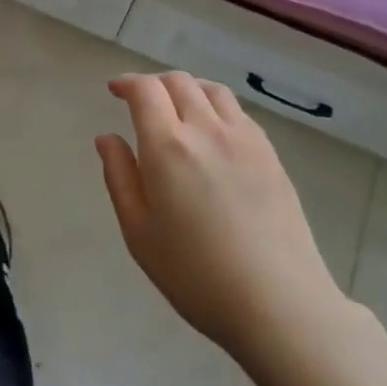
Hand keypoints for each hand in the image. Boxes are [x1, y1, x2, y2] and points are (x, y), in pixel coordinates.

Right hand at [96, 71, 347, 363]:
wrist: (278, 303)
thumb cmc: (196, 275)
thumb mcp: (139, 233)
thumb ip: (120, 177)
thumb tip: (107, 138)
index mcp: (168, 146)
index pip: (145, 90)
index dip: (126, 82)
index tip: (114, 90)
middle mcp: (206, 129)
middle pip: (178, 82)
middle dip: (154, 83)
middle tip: (141, 102)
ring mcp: (244, 138)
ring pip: (212, 90)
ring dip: (187, 89)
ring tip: (177, 108)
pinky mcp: (270, 154)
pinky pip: (238, 112)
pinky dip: (216, 107)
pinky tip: (213, 132)